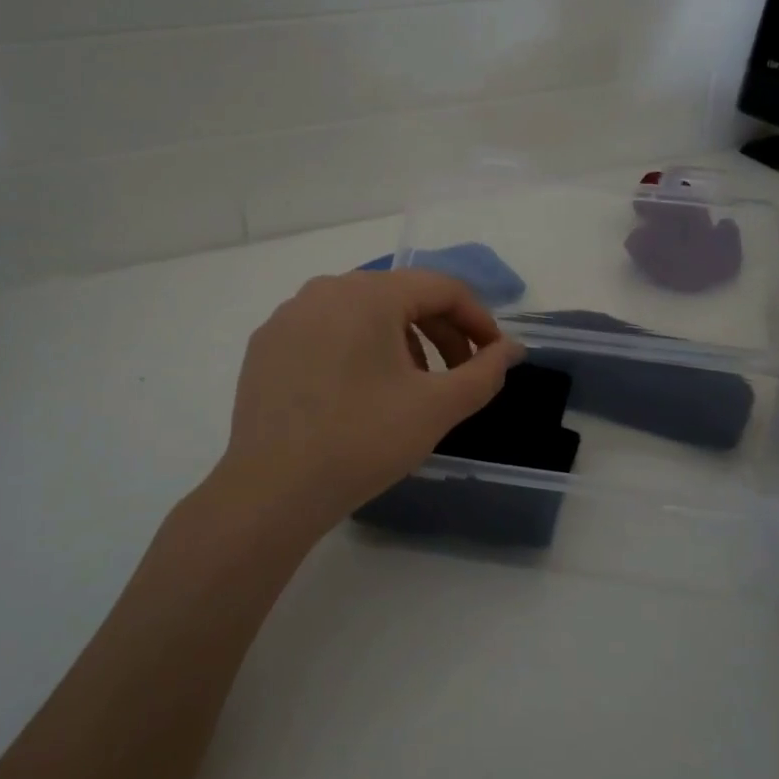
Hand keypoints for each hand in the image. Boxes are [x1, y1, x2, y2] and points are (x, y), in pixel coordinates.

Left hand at [212, 269, 522, 531]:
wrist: (272, 491)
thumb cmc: (363, 441)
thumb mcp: (436, 408)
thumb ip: (484, 372)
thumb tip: (511, 349)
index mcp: (368, 294)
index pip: (441, 288)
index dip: (477, 320)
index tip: (494, 356)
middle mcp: (325, 290)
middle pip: (400, 296)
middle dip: (440, 331)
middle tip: (459, 374)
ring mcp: (288, 316)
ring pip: (362, 314)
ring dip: (400, 341)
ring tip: (410, 388)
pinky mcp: (266, 345)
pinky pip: (326, 332)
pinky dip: (356, 350)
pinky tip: (358, 393)